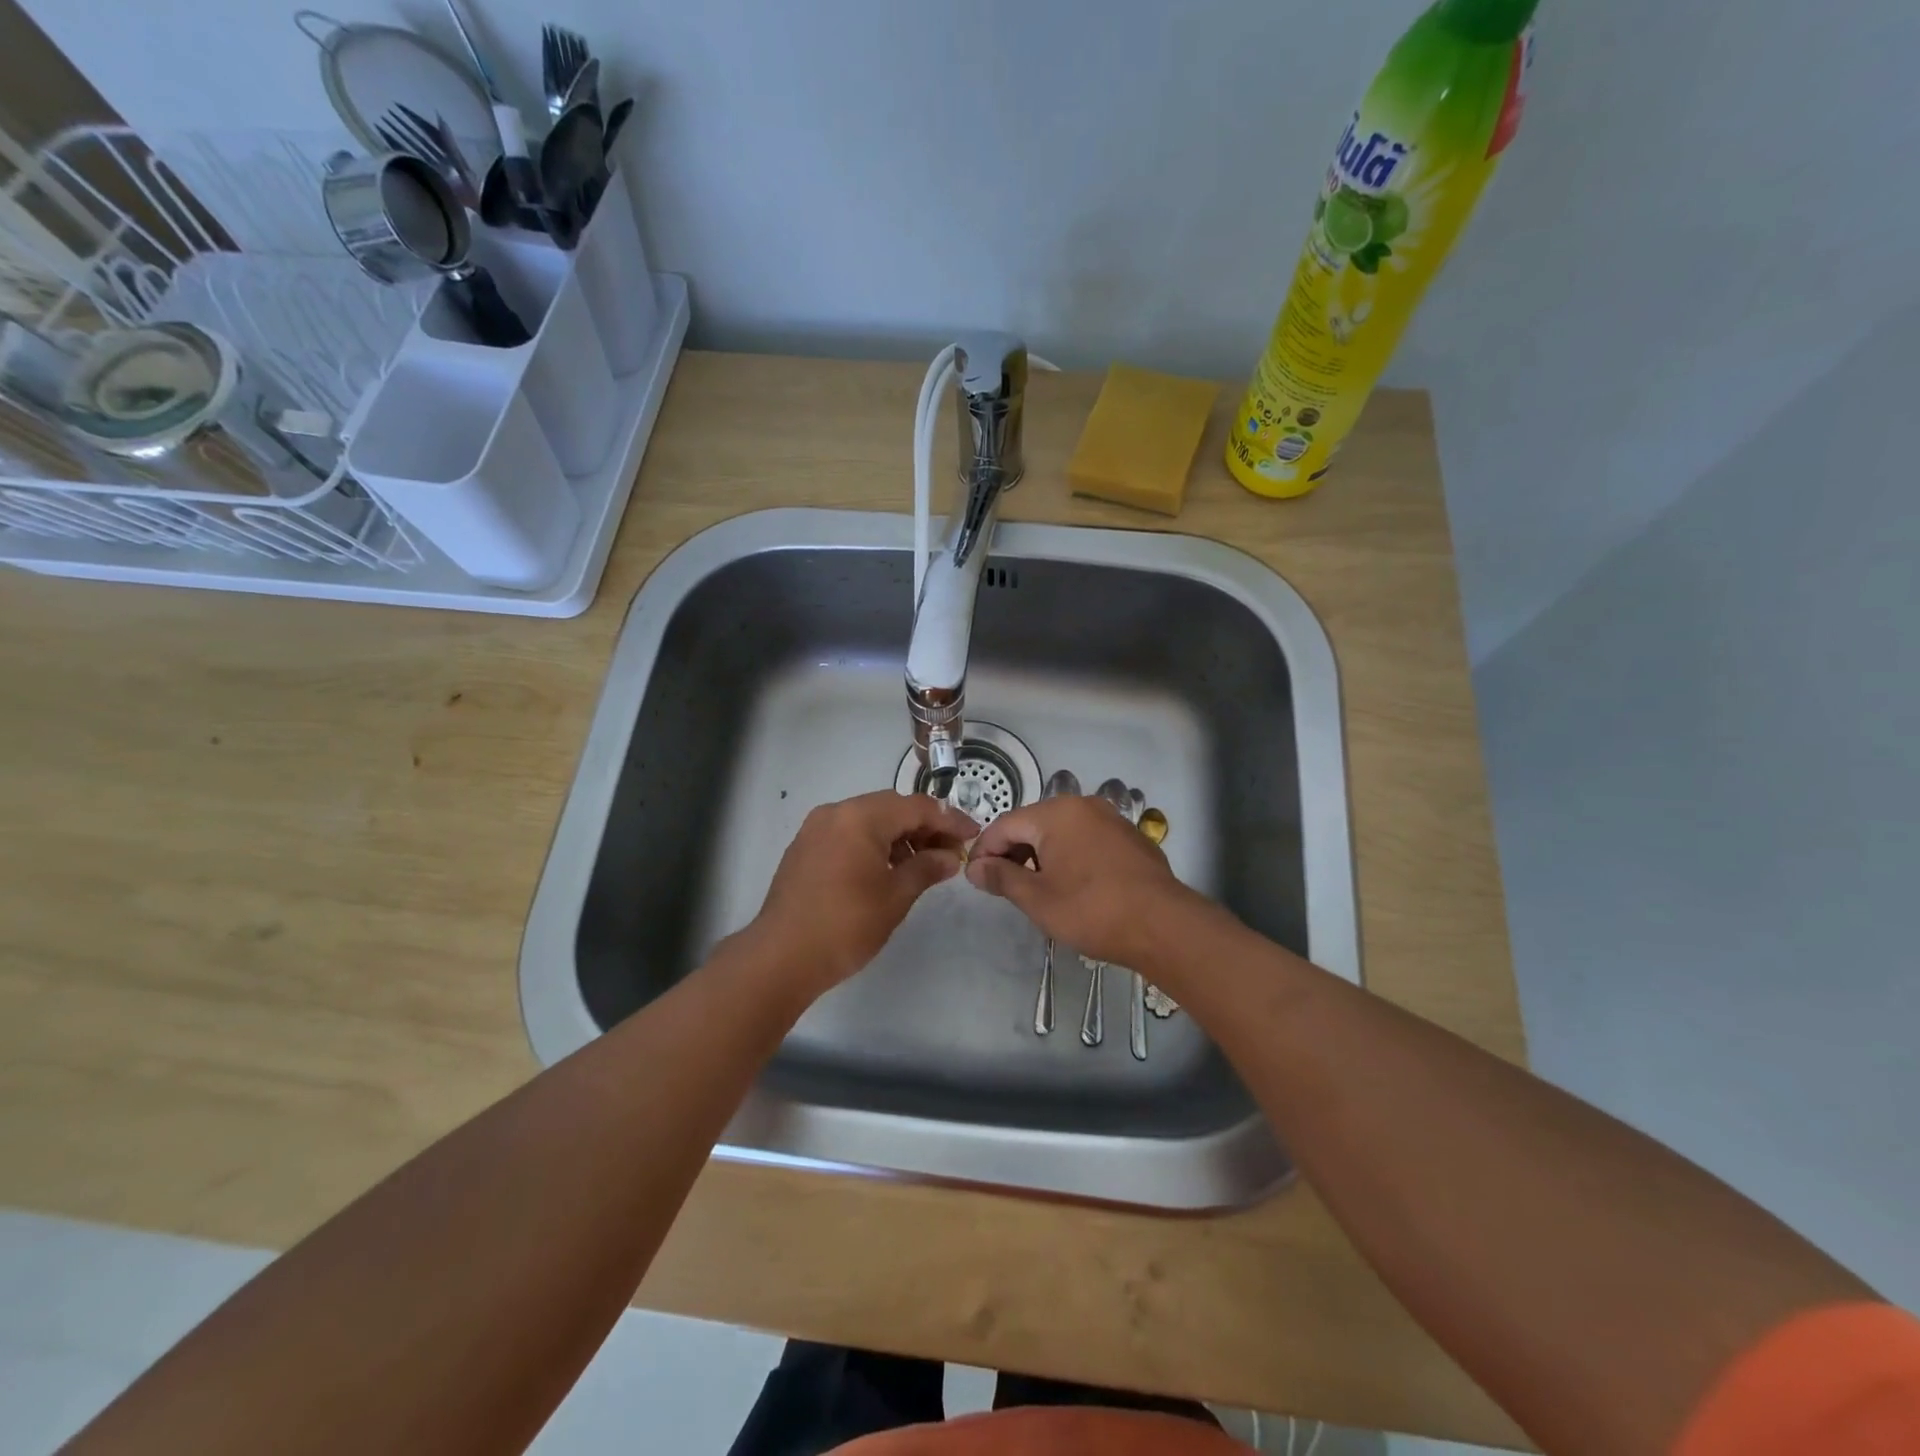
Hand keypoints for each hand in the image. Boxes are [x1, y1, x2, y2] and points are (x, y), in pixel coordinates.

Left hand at [743, 789, 978, 999]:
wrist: (781, 957)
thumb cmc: (845, 925)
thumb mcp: (895, 896)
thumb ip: (927, 868)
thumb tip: (950, 857)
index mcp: (860, 817)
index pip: (916, 807)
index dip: (949, 820)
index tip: (972, 836)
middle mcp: (836, 812)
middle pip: (891, 808)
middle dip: (924, 827)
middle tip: (950, 853)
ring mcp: (816, 829)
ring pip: (869, 820)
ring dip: (899, 836)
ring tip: (922, 865)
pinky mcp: (804, 848)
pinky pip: (848, 833)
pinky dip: (873, 844)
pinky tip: (888, 870)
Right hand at [965, 795, 1203, 967]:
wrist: (1163, 926)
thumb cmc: (1092, 910)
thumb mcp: (1037, 899)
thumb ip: (1001, 877)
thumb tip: (974, 867)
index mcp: (1056, 813)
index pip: (1005, 825)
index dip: (984, 850)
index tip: (974, 877)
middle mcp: (1083, 806)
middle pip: (1033, 824)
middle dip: (1012, 851)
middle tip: (1001, 885)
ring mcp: (1111, 819)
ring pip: (1061, 831)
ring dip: (1041, 854)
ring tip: (1034, 887)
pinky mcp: (1130, 837)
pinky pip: (1086, 839)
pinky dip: (1069, 856)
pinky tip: (1072, 885)